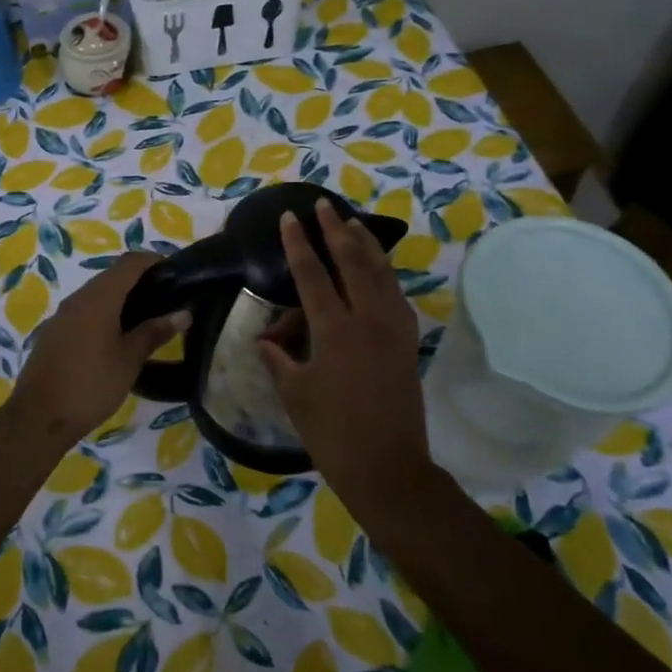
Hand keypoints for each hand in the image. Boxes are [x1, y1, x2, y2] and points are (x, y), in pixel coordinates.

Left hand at [6, 251, 187, 449]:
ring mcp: (62, 315)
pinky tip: (118, 337)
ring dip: (122, 299)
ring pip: (97, 294)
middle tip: (168, 298)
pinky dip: (105, 314)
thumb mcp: (129, 359)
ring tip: (148, 318)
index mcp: (99, 297)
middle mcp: (78, 298)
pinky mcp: (55, 333)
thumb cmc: (90, 384)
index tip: (177, 272)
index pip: (130, 263)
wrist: (38, 417)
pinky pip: (85, 312)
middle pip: (113, 276)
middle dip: (141, 280)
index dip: (154, 261)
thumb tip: (183, 313)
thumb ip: (155, 332)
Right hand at [258, 200, 431, 505]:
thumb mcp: (295, 394)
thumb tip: (266, 340)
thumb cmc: (332, 433)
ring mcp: (392, 328)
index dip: (298, 243)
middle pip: (351, 262)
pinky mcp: (406, 341)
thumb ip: (279, 359)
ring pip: (380, 273)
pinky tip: (378, 267)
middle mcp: (367, 319)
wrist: (387, 467)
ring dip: (365, 244)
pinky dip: (385, 272)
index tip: (290, 217)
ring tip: (353, 222)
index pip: (312, 274)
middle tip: (324, 205)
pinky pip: (395, 294)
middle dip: (335, 230)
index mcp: (334, 330)